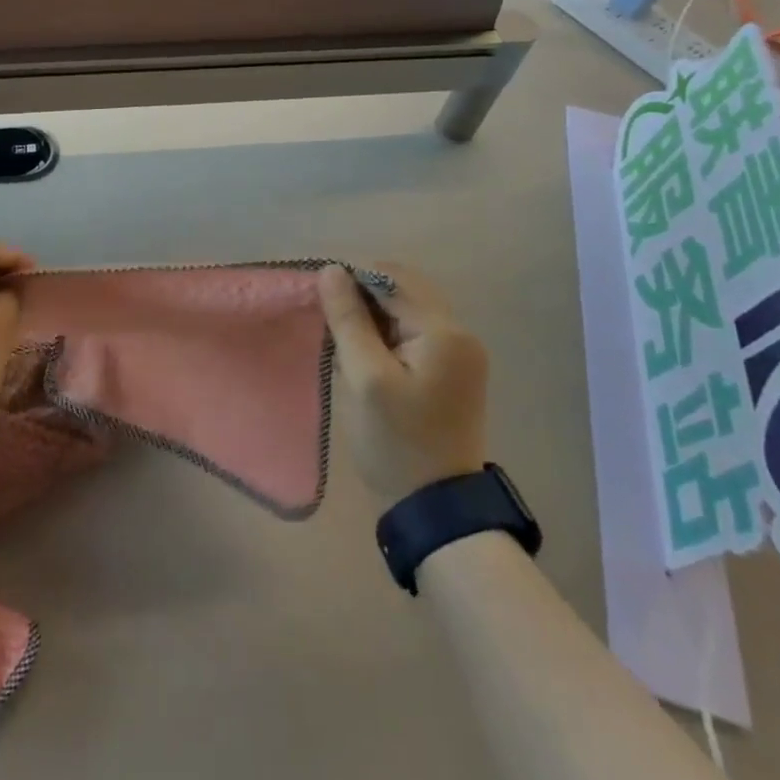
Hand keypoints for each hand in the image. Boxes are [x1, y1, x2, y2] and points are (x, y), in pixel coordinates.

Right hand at [319, 262, 488, 505]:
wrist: (437, 509)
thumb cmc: (396, 442)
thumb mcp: (365, 378)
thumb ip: (349, 319)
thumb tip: (332, 270)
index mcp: (444, 332)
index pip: (392, 279)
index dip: (353, 279)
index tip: (320, 297)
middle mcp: (460, 333)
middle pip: (404, 290)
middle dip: (363, 295)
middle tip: (330, 321)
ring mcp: (460, 353)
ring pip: (407, 310)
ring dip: (373, 315)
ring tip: (344, 340)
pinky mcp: (453, 371)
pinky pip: (414, 332)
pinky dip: (386, 333)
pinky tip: (364, 355)